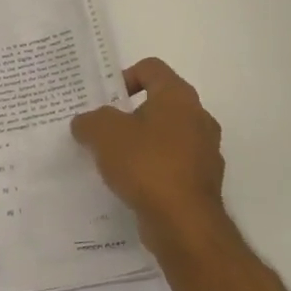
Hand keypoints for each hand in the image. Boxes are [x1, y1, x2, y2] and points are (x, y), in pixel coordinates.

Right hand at [71, 57, 234, 254]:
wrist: (183, 221)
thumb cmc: (146, 164)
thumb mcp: (103, 133)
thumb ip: (90, 121)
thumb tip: (86, 123)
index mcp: (178, 97)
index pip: (151, 68)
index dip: (124, 76)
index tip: (104, 100)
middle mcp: (198, 118)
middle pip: (159, 103)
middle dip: (129, 114)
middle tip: (103, 130)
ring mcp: (205, 151)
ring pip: (166, 136)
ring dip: (141, 143)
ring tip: (113, 160)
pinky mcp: (202, 181)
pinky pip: (172, 164)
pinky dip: (152, 169)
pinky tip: (131, 184)